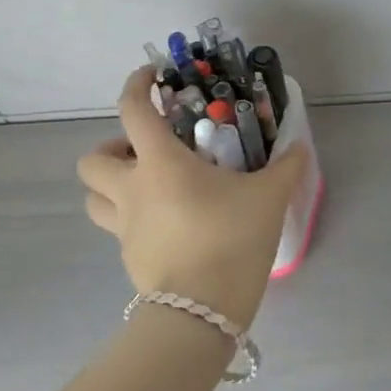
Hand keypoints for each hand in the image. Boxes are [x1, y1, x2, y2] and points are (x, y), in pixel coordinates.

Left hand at [77, 68, 308, 328]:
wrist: (201, 313)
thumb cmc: (231, 240)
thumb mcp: (268, 198)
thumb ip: (285, 167)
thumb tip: (299, 147)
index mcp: (160, 164)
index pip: (133, 111)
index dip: (136, 85)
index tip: (150, 76)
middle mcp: (132, 191)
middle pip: (91, 161)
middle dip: (111, 149)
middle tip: (146, 152)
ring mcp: (125, 229)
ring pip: (94, 199)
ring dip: (111, 186)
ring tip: (148, 187)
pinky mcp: (129, 259)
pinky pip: (118, 229)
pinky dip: (134, 219)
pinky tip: (169, 225)